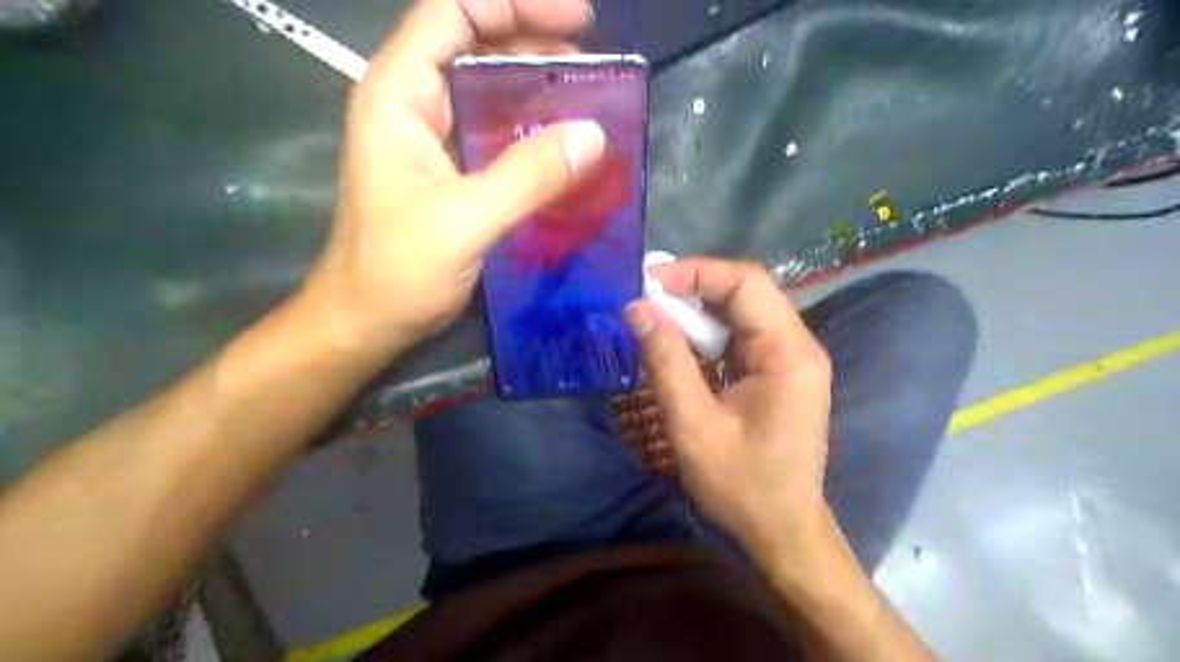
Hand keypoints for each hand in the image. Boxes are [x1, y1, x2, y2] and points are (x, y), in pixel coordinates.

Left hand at [299, 0, 608, 354]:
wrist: (367, 321)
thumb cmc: (397, 271)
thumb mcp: (465, 221)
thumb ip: (527, 176)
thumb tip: (594, 134)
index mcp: (399, 96)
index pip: (452, 14)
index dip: (513, 5)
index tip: (577, 19)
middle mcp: (413, 105)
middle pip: (473, 43)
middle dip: (533, 40)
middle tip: (593, 61)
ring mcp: (431, 139)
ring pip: (487, 89)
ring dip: (536, 85)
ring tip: (588, 94)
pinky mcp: (450, 172)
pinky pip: (494, 132)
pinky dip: (530, 128)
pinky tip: (563, 142)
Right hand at [627, 258, 836, 564]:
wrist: (781, 532)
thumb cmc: (741, 486)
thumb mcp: (693, 425)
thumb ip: (666, 362)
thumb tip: (638, 309)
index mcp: (788, 353)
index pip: (747, 283)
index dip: (696, 272)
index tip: (649, 281)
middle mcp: (797, 346)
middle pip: (746, 293)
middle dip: (693, 289)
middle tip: (645, 300)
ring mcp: (790, 360)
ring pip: (741, 313)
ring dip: (697, 312)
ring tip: (654, 320)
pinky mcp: (777, 374)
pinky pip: (740, 337)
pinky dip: (706, 335)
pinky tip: (678, 346)